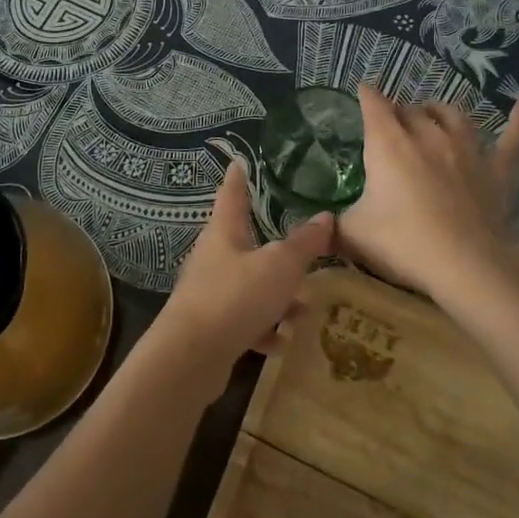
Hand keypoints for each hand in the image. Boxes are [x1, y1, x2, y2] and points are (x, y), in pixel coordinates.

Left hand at [145, 161, 334, 405]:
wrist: (192, 355)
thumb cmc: (235, 297)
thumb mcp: (279, 267)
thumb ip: (304, 243)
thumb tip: (326, 216)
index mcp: (224, 233)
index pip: (232, 195)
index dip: (238, 178)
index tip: (238, 162)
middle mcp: (213, 257)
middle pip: (245, 244)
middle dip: (275, 252)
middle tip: (300, 254)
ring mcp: (209, 292)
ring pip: (249, 286)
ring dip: (275, 298)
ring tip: (301, 312)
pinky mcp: (210, 326)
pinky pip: (243, 320)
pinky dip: (263, 328)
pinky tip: (279, 342)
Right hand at [338, 84, 518, 312]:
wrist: (466, 265)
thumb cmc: (403, 243)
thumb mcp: (352, 234)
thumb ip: (332, 224)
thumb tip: (316, 225)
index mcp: (388, 144)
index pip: (373, 105)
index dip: (366, 96)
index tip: (362, 92)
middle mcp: (427, 136)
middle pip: (410, 110)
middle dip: (398, 112)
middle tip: (391, 125)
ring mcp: (466, 150)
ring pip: (452, 116)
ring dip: (439, 111)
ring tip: (432, 114)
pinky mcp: (496, 170)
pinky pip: (513, 138)